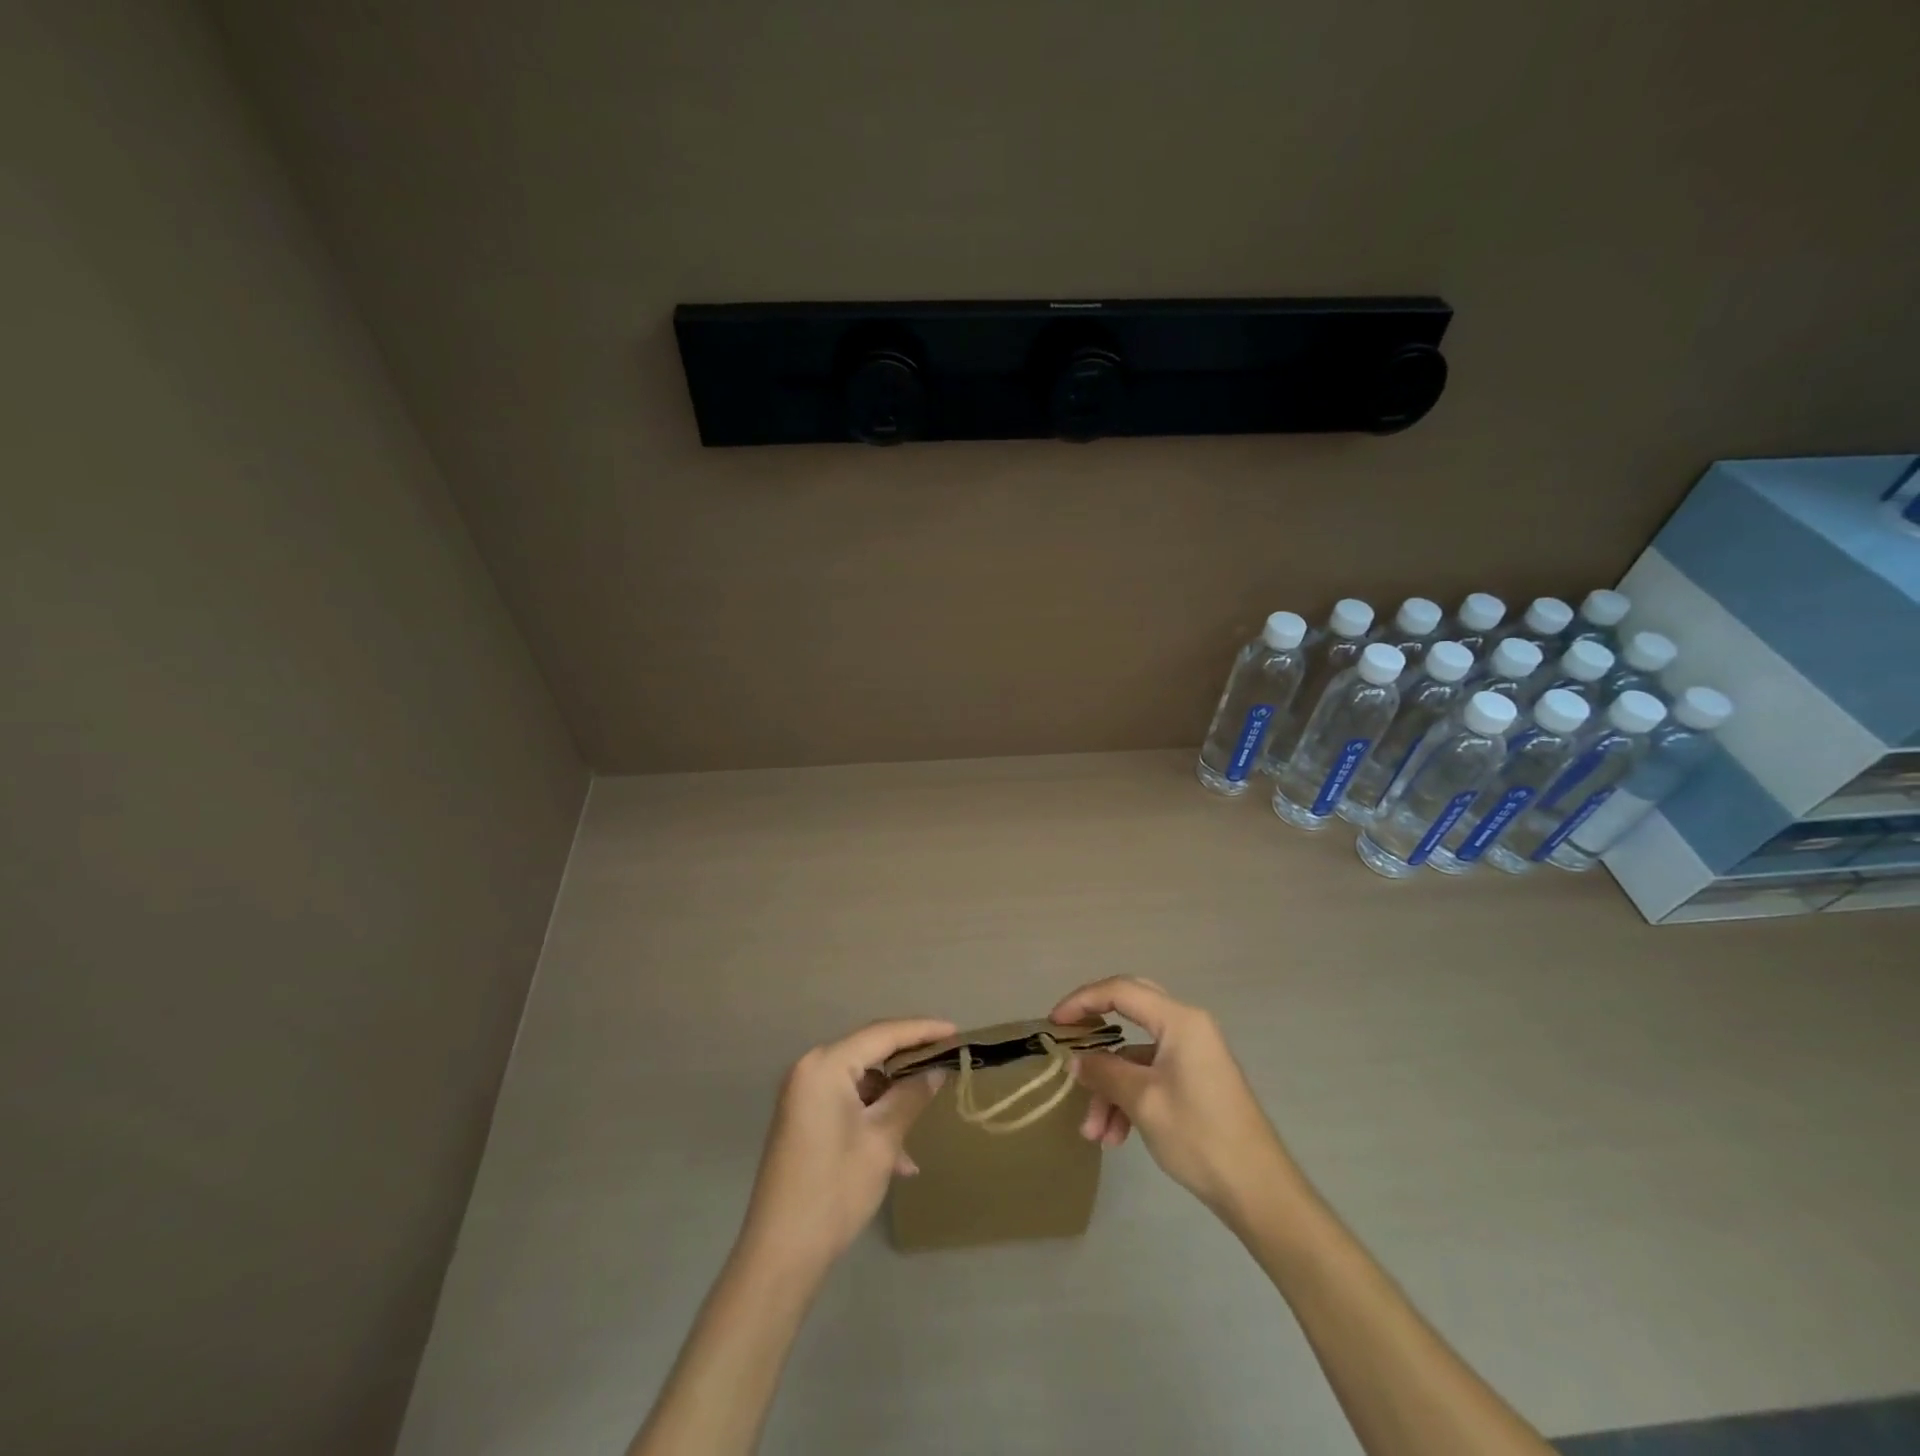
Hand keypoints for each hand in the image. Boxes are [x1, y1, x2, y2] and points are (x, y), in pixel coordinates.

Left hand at [737, 1017, 955, 1273]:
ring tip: (924, 1121)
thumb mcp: (882, 1140)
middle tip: (947, 1062)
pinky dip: (874, 1118)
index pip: (882, 1034)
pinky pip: (848, 1102)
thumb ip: (911, 1096)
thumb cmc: (835, 1189)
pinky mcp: (803, 1118)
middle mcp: (810, 1069)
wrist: (781, 1254)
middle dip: (909, 1061)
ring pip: (861, 1080)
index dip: (922, 1030)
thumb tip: (937, 1070)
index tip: (956, 1031)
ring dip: (893, 1098)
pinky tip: (898, 1158)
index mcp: (825, 1065)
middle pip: (870, 1052)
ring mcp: (804, 1095)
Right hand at [1050, 977, 1297, 1224]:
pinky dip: (1129, 1099)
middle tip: (1069, 1047)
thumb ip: (1104, 1072)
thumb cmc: (1199, 1136)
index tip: (1054, 1024)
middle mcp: (1188, 1027)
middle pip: (1129, 1013)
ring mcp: (1193, 1054)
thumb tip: (1076, 1061)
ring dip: (1111, 1089)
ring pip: (1136, 1056)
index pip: (1120, 991)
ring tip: (1094, 1133)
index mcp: (1180, 1020)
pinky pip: (1150, 1075)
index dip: (1082, 1001)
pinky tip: (1116, 1137)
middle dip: (1096, 1038)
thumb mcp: (1142, 1101)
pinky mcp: (1195, 1080)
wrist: (1258, 1191)